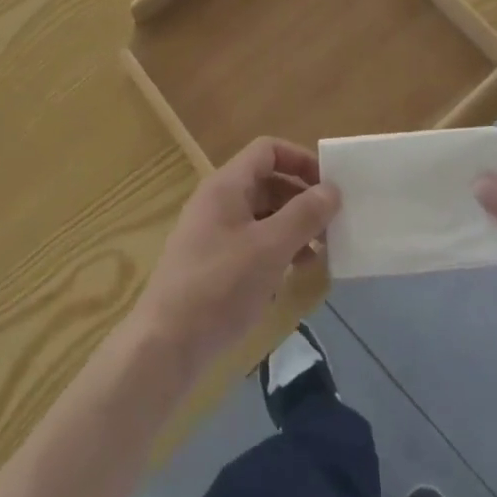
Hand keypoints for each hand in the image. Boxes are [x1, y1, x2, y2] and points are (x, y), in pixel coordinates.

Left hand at [131, 138, 339, 375]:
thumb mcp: (270, 248)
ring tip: (320, 252)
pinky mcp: (211, 264)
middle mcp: (217, 201)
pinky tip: (292, 274)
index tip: (329, 186)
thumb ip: (304, 215)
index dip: (300, 160)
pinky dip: (275, 249)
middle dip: (301, 198)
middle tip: (332, 224)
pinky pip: (251, 242)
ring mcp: (212, 233)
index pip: (268, 150)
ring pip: (261, 214)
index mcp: (226, 185)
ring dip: (292, 227)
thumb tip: (332, 188)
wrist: (164, 346)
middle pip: (266, 181)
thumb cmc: (220, 287)